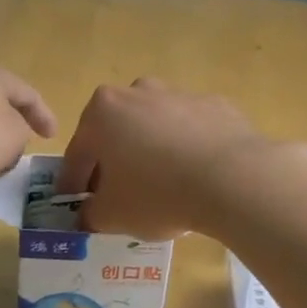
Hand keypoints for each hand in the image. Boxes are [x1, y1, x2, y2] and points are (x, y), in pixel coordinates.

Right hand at [55, 78, 268, 238]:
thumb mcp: (112, 215)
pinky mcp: (216, 105)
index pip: (79, 152)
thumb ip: (91, 214)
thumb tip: (89, 215)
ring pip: (156, 128)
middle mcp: (139, 92)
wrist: (233, 177)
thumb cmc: (158, 193)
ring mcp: (180, 94)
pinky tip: (197, 178)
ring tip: (162, 189)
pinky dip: (188, 151)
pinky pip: (192, 132)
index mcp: (103, 111)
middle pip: (117, 132)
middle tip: (118, 196)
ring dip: (152, 153)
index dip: (73, 183)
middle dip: (114, 162)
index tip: (74, 205)